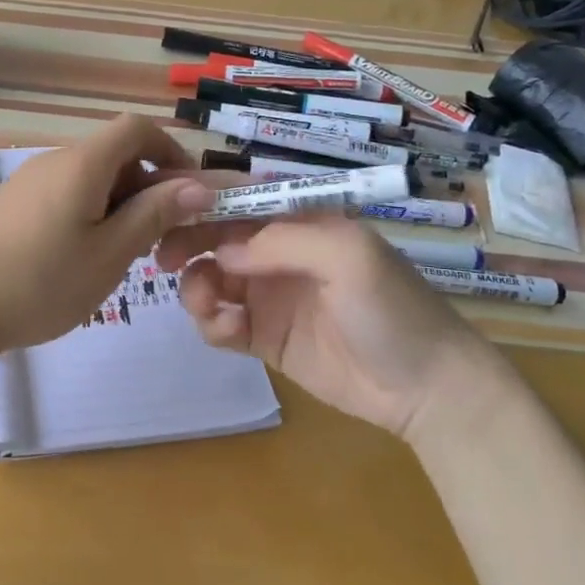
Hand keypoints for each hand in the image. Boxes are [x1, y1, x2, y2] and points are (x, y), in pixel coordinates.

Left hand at [0, 115, 213, 357]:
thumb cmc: (42, 281)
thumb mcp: (111, 253)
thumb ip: (154, 214)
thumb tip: (198, 185)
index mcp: (83, 162)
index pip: (136, 128)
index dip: (170, 151)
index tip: (188, 192)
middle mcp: (55, 160)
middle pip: (115, 155)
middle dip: (146, 188)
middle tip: (158, 241)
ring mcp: (30, 180)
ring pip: (91, 178)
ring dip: (119, 205)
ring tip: (121, 256)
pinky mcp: (14, 202)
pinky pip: (66, 193)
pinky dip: (89, 213)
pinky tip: (82, 257)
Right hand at [155, 214, 494, 436]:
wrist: (425, 390)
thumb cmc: (392, 308)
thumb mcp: (347, 256)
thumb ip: (281, 241)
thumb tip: (222, 252)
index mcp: (299, 219)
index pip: (239, 194)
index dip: (197, 195)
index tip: (158, 202)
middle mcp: (277, 251)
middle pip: (213, 234)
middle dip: (184, 241)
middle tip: (163, 259)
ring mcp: (268, 295)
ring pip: (208, 278)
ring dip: (195, 286)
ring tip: (209, 305)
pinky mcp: (262, 337)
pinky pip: (218, 321)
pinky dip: (211, 323)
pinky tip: (228, 331)